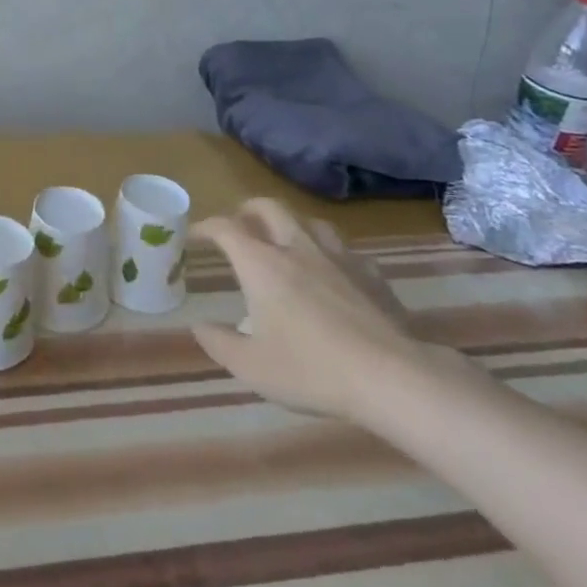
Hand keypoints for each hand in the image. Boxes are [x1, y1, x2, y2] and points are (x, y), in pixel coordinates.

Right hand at [190, 199, 429, 421]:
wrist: (392, 379)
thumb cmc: (311, 369)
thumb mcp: (251, 367)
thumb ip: (219, 343)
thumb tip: (199, 326)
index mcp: (261, 264)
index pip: (225, 228)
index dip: (205, 226)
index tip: (194, 234)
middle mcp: (296, 248)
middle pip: (269, 207)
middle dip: (248, 209)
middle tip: (239, 223)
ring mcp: (338, 258)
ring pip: (310, 222)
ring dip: (292, 224)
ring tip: (286, 241)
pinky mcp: (372, 276)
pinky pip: (347, 251)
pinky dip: (331, 254)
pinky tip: (334, 273)